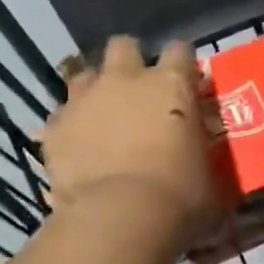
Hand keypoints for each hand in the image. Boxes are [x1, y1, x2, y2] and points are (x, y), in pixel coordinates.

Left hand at [43, 38, 220, 238]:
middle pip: (124, 46)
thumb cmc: (180, 196)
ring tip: (103, 115)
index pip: (180, 50)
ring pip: (85, 73)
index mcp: (172, 85)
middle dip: (130, 62)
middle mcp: (126, 80)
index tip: (185, 82)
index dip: (182, 65)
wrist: (121, 218)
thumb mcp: (209, 173)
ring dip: (95, 89)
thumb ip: (200, 151)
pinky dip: (70, 126)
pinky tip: (78, 147)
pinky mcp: (55, 127)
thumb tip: (199, 158)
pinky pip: (61, 115)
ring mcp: (85, 99)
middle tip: (138, 91)